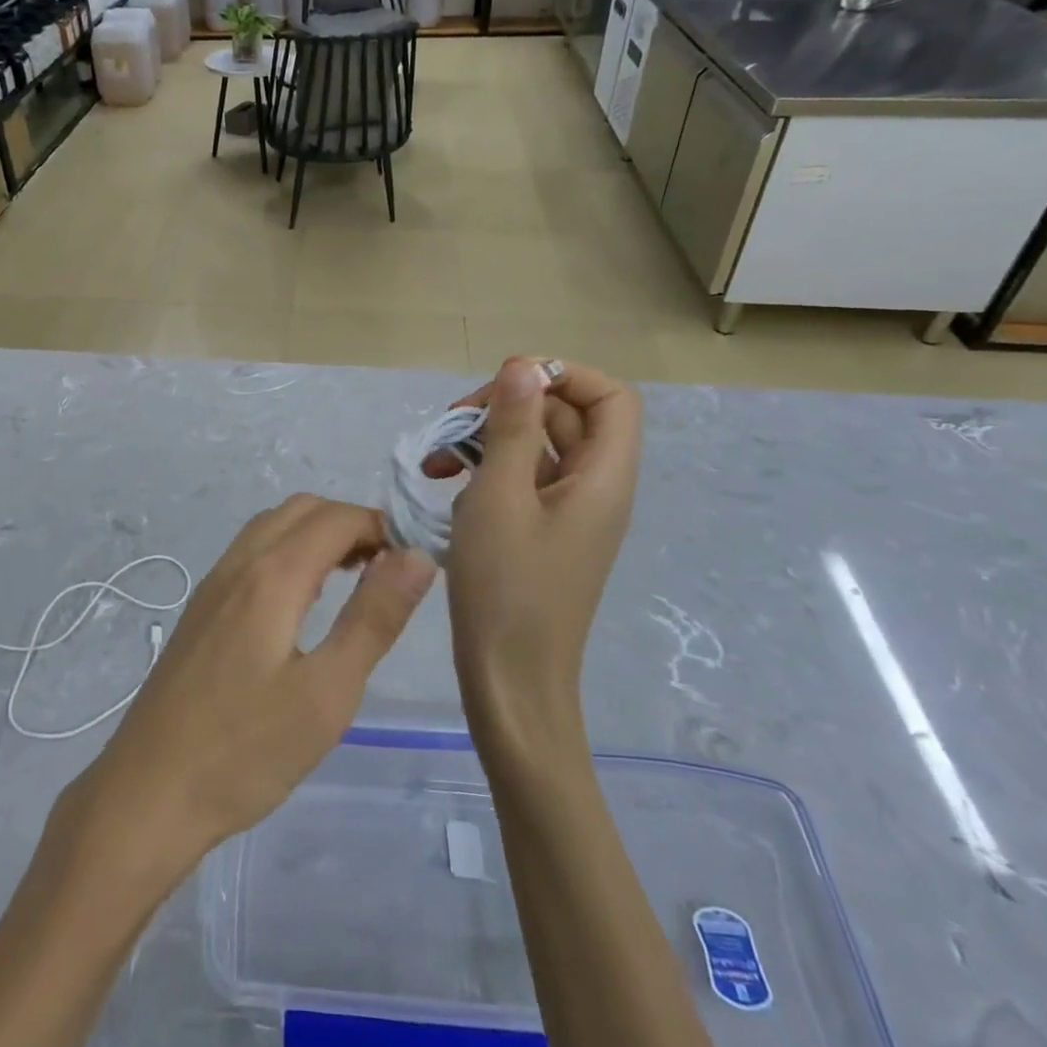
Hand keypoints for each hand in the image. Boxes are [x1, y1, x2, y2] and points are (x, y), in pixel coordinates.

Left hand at [66, 495, 435, 893]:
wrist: (148, 792)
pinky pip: (252, 552)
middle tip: (386, 571)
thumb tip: (417, 557)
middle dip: (351, 524)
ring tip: (354, 581)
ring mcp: (213, 583)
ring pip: (273, 526)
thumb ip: (374, 618)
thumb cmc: (246, 751)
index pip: (337, 518)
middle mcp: (239, 563)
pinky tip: (303, 603)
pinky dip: (289, 552)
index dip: (382, 527)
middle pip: (303, 510)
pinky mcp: (201, 607)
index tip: (413, 562)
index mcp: (272, 575)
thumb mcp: (327, 693)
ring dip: (317, 535)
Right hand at [430, 357, 642, 744]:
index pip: (610, 397)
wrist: (509, 680)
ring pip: (536, 448)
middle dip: (508, 407)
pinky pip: (522, 481)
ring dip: (487, 440)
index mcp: (602, 478)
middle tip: (453, 424)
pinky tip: (445, 485)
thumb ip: (513, 426)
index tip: (506, 385)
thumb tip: (524, 365)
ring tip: (436, 461)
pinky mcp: (542, 533)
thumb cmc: (506, 587)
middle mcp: (594, 489)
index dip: (563, 376)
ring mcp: (567, 513)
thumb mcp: (500, 496)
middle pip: (566, 417)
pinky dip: (486, 470)